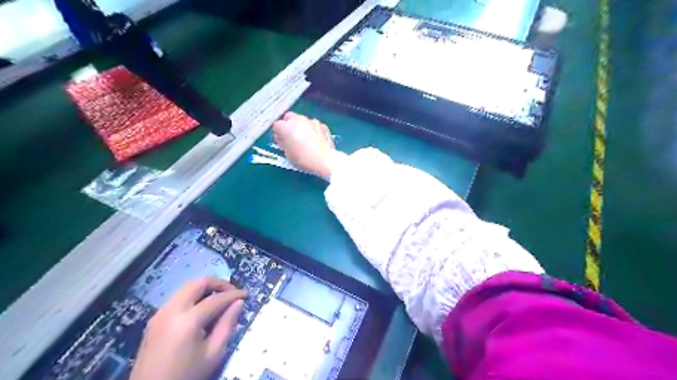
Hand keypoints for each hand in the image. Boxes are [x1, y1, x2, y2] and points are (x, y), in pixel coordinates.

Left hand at [130, 278, 245, 378]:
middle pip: (197, 283)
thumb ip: (227, 325)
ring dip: (204, 289)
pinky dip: (192, 296)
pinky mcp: (154, 320)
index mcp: (187, 320)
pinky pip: (177, 298)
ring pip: (186, 288)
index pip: (216, 298)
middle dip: (217, 284)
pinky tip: (201, 309)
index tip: (246, 294)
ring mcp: (159, 314)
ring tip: (219, 300)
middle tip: (231, 293)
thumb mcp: (213, 354)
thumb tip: (239, 303)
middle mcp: (171, 310)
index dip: (234, 294)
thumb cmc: (186, 376)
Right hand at [272, 111, 341, 179]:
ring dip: (301, 126)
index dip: (278, 133)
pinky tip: (315, 140)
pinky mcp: (322, 125)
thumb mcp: (287, 154)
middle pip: (289, 117)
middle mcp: (298, 120)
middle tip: (291, 137)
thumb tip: (282, 139)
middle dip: (288, 125)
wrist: (325, 160)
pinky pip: (313, 125)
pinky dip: (312, 129)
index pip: (276, 125)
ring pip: (302, 120)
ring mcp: (312, 121)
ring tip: (304, 139)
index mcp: (286, 127)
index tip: (281, 140)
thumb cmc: (303, 159)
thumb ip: (283, 143)